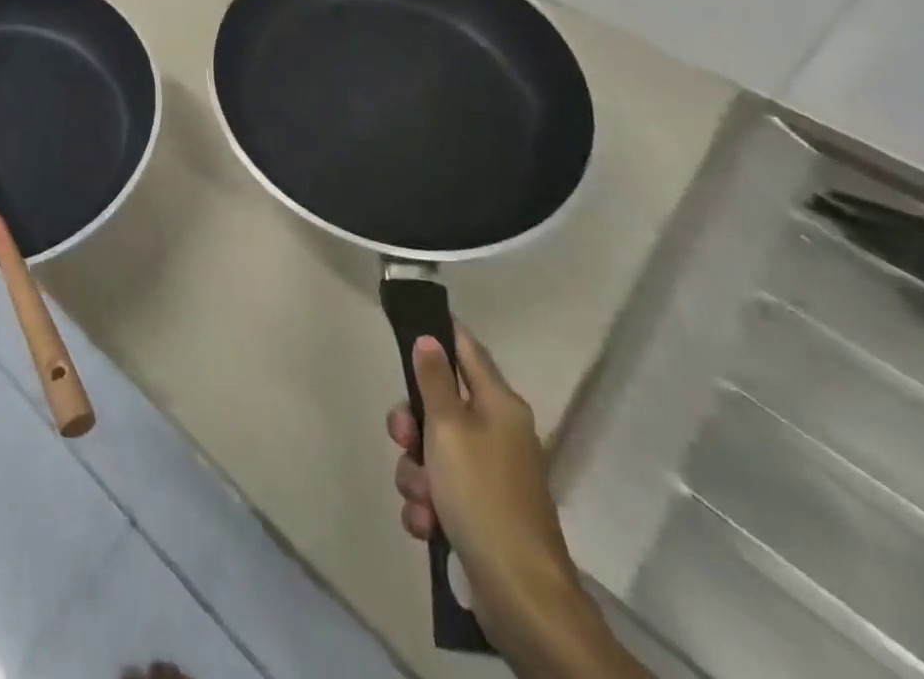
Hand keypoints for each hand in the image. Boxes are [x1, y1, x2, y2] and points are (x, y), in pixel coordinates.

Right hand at [387, 327, 583, 655]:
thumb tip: (429, 338)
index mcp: (499, 405)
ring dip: (416, 474)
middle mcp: (497, 433)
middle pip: (439, 406)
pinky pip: (440, 492)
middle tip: (403, 439)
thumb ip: (433, 381)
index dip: (439, 334)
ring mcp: (490, 475)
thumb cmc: (482, 495)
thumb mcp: (448, 428)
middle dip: (412, 425)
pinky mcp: (480, 513)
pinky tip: (426, 525)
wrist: (520, 595)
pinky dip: (427, 506)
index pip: (467, 349)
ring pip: (433, 452)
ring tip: (422, 500)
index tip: (408, 327)